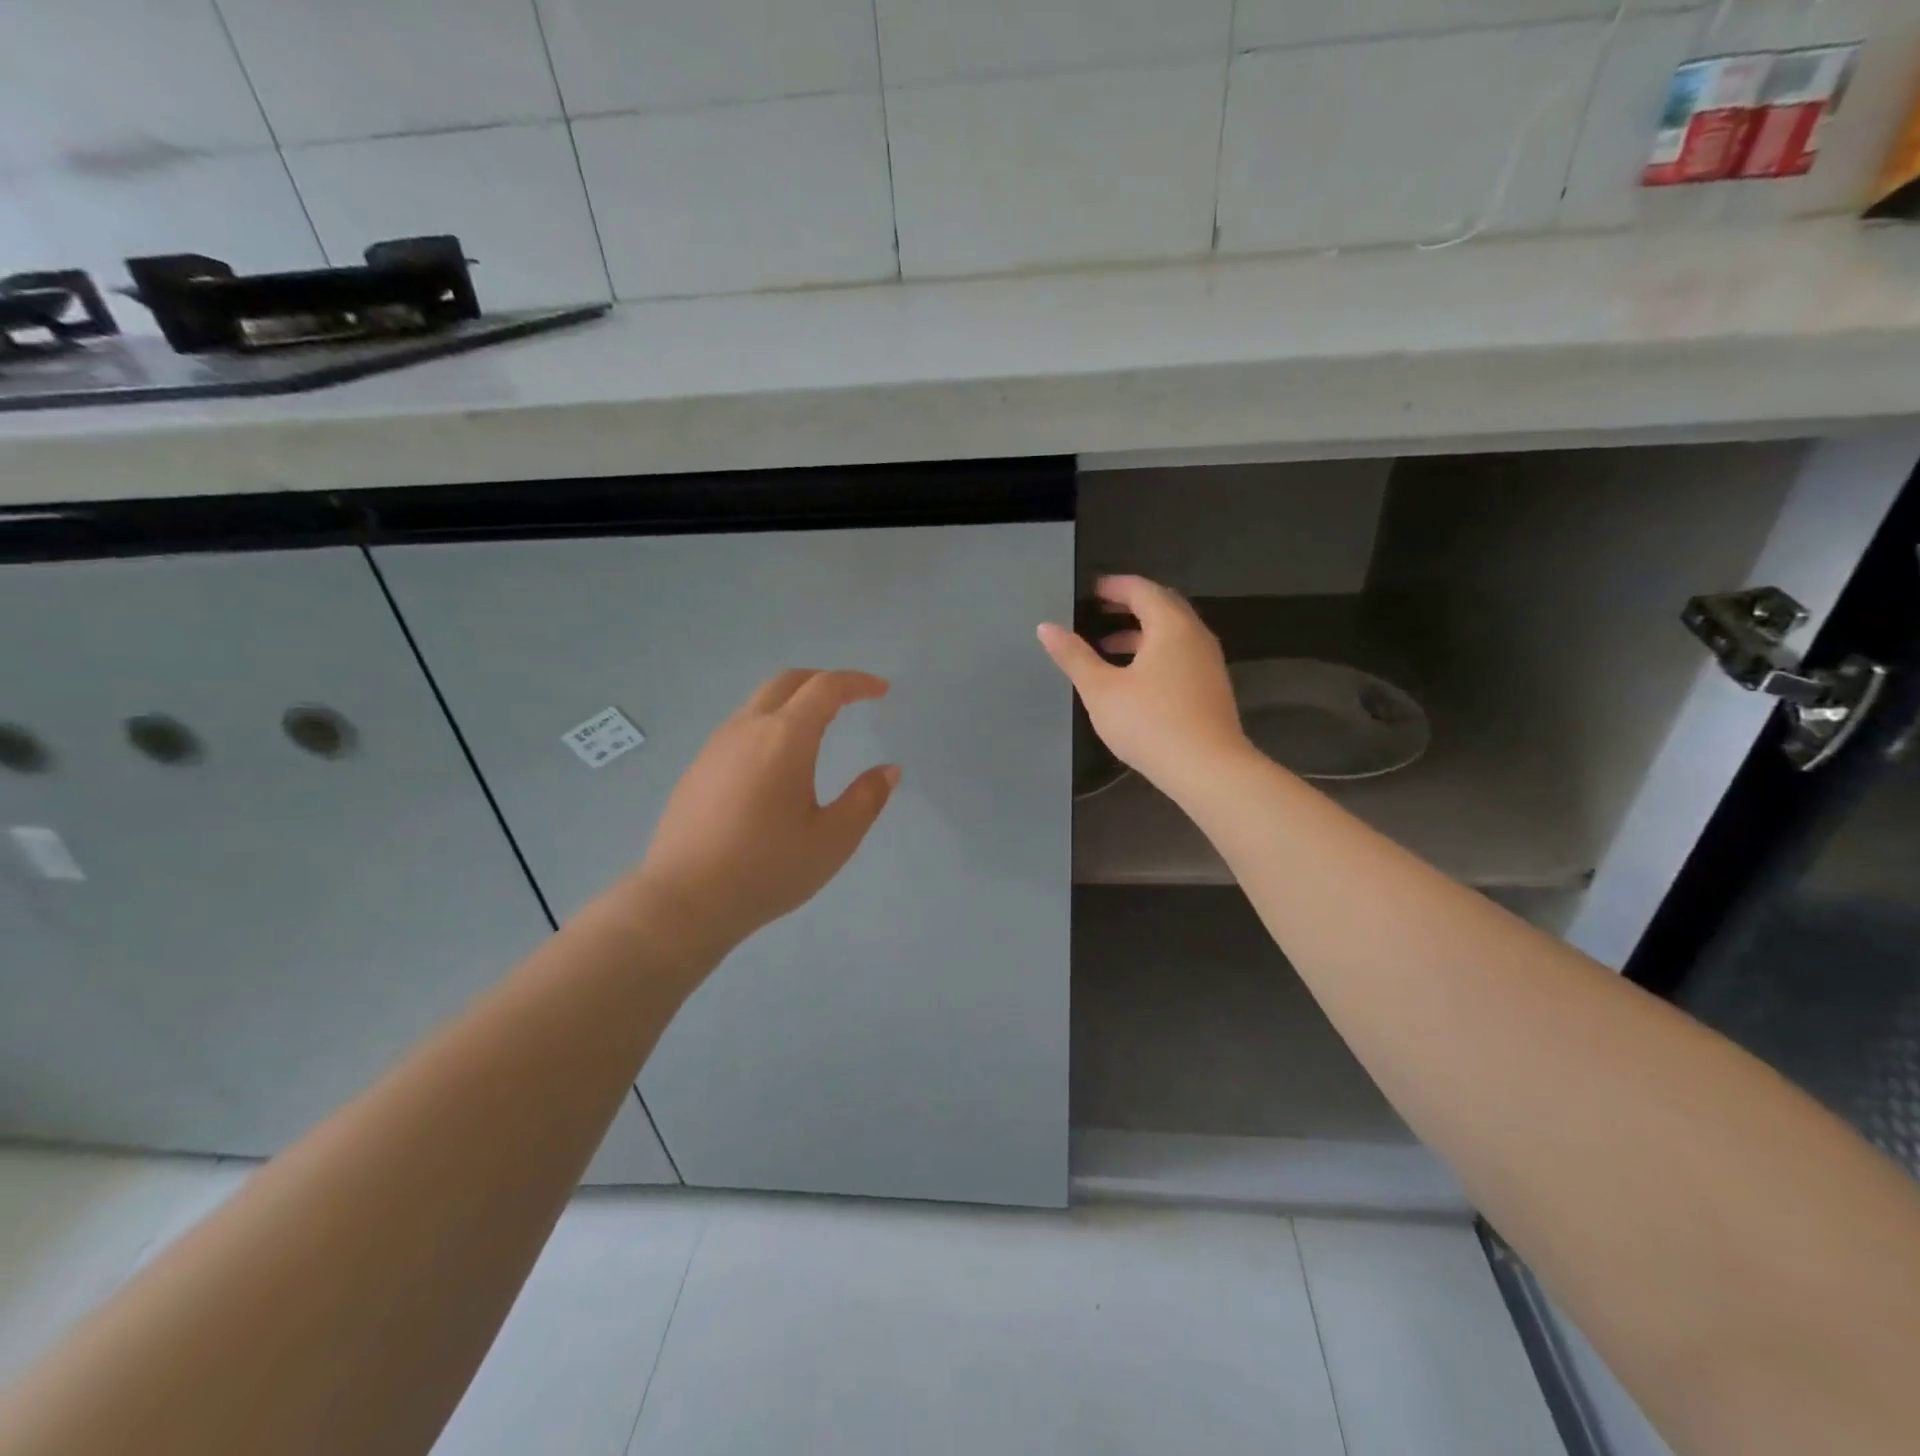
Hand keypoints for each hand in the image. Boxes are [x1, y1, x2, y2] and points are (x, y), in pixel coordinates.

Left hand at [629, 669, 899, 951]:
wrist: (683, 900)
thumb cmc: (767, 869)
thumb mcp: (832, 840)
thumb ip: (866, 799)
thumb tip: (888, 770)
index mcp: (785, 738)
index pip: (825, 688)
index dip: (857, 682)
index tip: (881, 690)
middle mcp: (747, 729)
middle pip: (787, 682)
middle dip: (823, 680)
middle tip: (850, 698)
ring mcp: (716, 747)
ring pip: (759, 703)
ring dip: (793, 702)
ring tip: (818, 729)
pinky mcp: (697, 768)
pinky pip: (740, 729)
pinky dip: (769, 726)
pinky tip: (776, 764)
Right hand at [1038, 575, 1247, 795]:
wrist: (1207, 769)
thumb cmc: (1150, 723)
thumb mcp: (1101, 690)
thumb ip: (1074, 656)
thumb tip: (1046, 627)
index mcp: (1171, 626)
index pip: (1141, 590)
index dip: (1113, 587)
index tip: (1088, 592)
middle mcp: (1195, 635)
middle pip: (1162, 606)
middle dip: (1128, 606)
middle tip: (1097, 613)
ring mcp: (1208, 662)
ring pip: (1172, 633)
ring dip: (1141, 633)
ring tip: (1107, 647)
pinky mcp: (1211, 687)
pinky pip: (1181, 654)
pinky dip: (1155, 653)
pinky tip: (1134, 678)